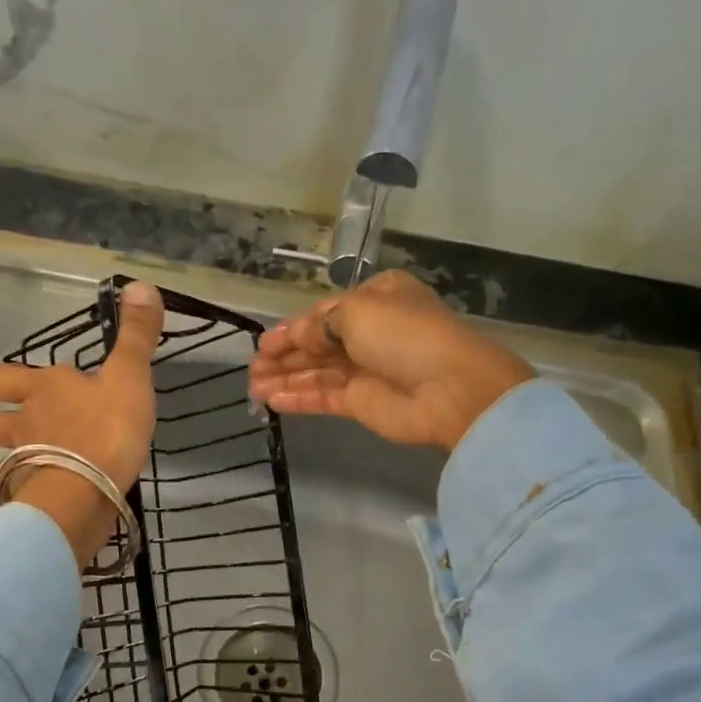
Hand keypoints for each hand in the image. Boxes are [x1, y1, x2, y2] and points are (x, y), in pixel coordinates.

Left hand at [0, 281, 166, 566]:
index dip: (11, 378)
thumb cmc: (108, 430)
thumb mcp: (130, 378)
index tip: (20, 383)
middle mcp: (26, 420)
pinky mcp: (23, 495)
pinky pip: (8, 492)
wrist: (85, 489)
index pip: (12, 376)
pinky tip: (19, 497)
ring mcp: (19, 459)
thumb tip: (141, 284)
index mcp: (48, 388)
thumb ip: (136, 337)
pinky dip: (11, 492)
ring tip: (6, 464)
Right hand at [248, 271, 533, 449]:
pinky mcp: (363, 402)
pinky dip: (299, 398)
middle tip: (252, 370)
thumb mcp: (356, 312)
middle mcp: (370, 332)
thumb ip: (317, 325)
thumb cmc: (403, 335)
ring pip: (317, 372)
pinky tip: (273, 401)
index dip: (291, 328)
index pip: (323, 313)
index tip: (262, 344)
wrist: (448, 387)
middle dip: (284, 356)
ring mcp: (366, 369)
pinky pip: (324, 397)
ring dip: (286, 379)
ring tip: (253, 389)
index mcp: (375, 299)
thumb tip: (295, 337)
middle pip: (317, 344)